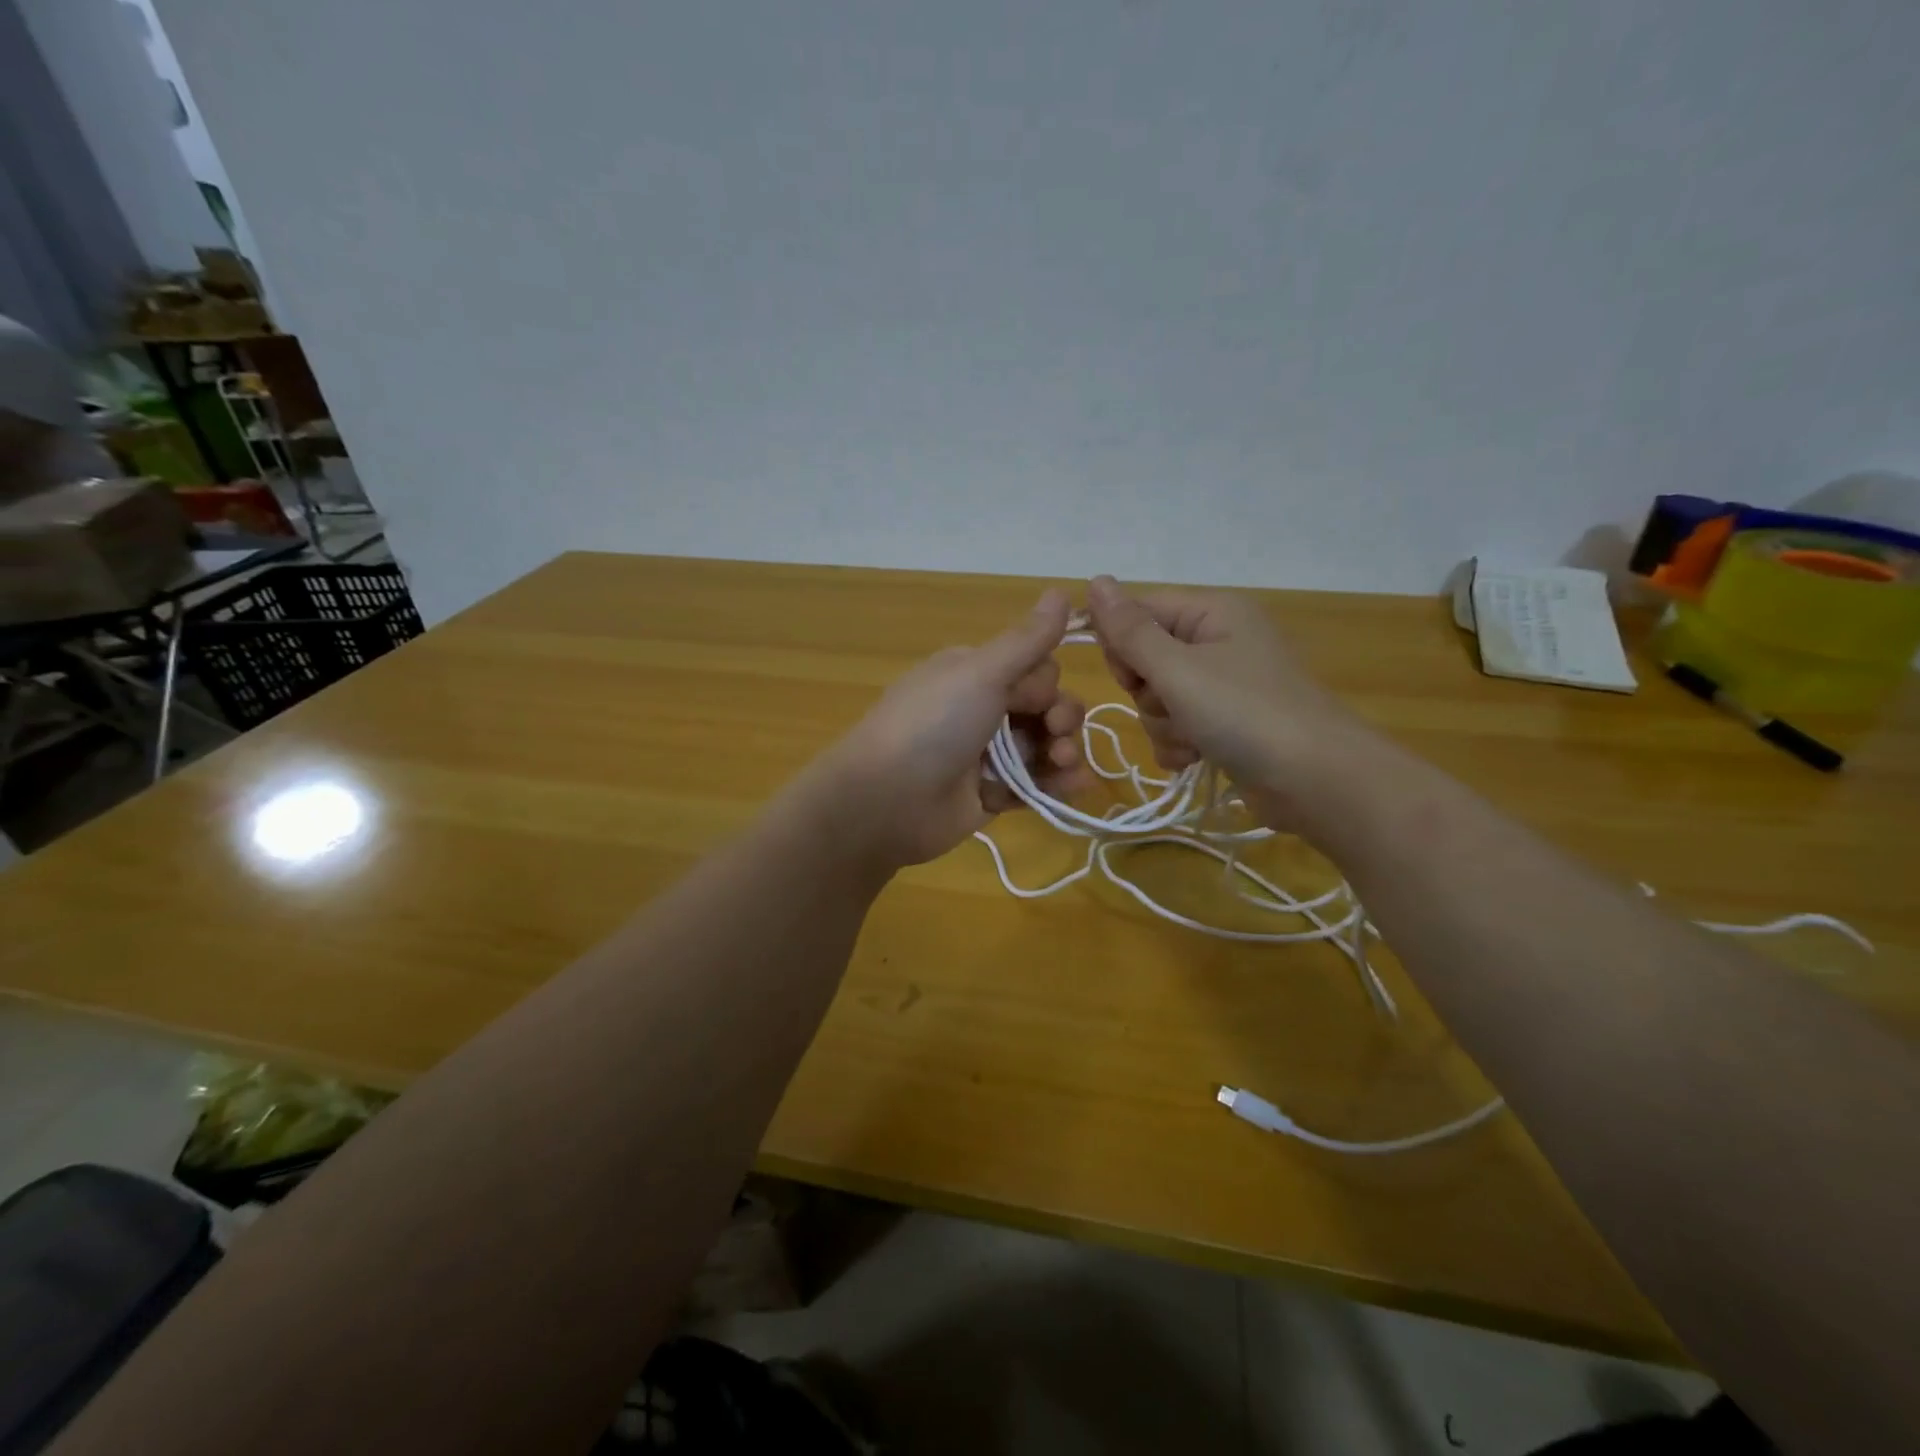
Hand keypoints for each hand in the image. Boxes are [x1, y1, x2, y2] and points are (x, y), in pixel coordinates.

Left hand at [818, 589, 1091, 867]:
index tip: (1037, 698)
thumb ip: (1026, 640)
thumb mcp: (981, 672)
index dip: (1046, 683)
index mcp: (974, 673)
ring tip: (1064, 763)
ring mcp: (985, 755)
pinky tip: (1077, 784)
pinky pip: (1034, 784)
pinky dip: (1057, 784)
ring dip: (1064, 750)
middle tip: (1056, 733)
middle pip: (1044, 706)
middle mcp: (980, 709)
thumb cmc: (933, 725)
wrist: (886, 800)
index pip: (1034, 669)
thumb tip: (1062, 590)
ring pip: (1043, 746)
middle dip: (1062, 717)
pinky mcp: (990, 794)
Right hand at [1083, 575, 1369, 824]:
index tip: (1128, 676)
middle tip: (1172, 706)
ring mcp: (1223, 686)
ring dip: (1164, 725)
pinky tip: (1195, 759)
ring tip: (1193, 740)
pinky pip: (1177, 726)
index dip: (1120, 644)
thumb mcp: (1177, 669)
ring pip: (1158, 699)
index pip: (1139, 612)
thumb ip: (1130, 630)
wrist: (1317, 781)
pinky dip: (1179, 745)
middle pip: (1145, 659)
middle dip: (1147, 693)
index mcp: (1212, 612)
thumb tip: (1094, 580)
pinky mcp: (1225, 724)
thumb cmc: (1245, 713)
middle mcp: (1217, 642)